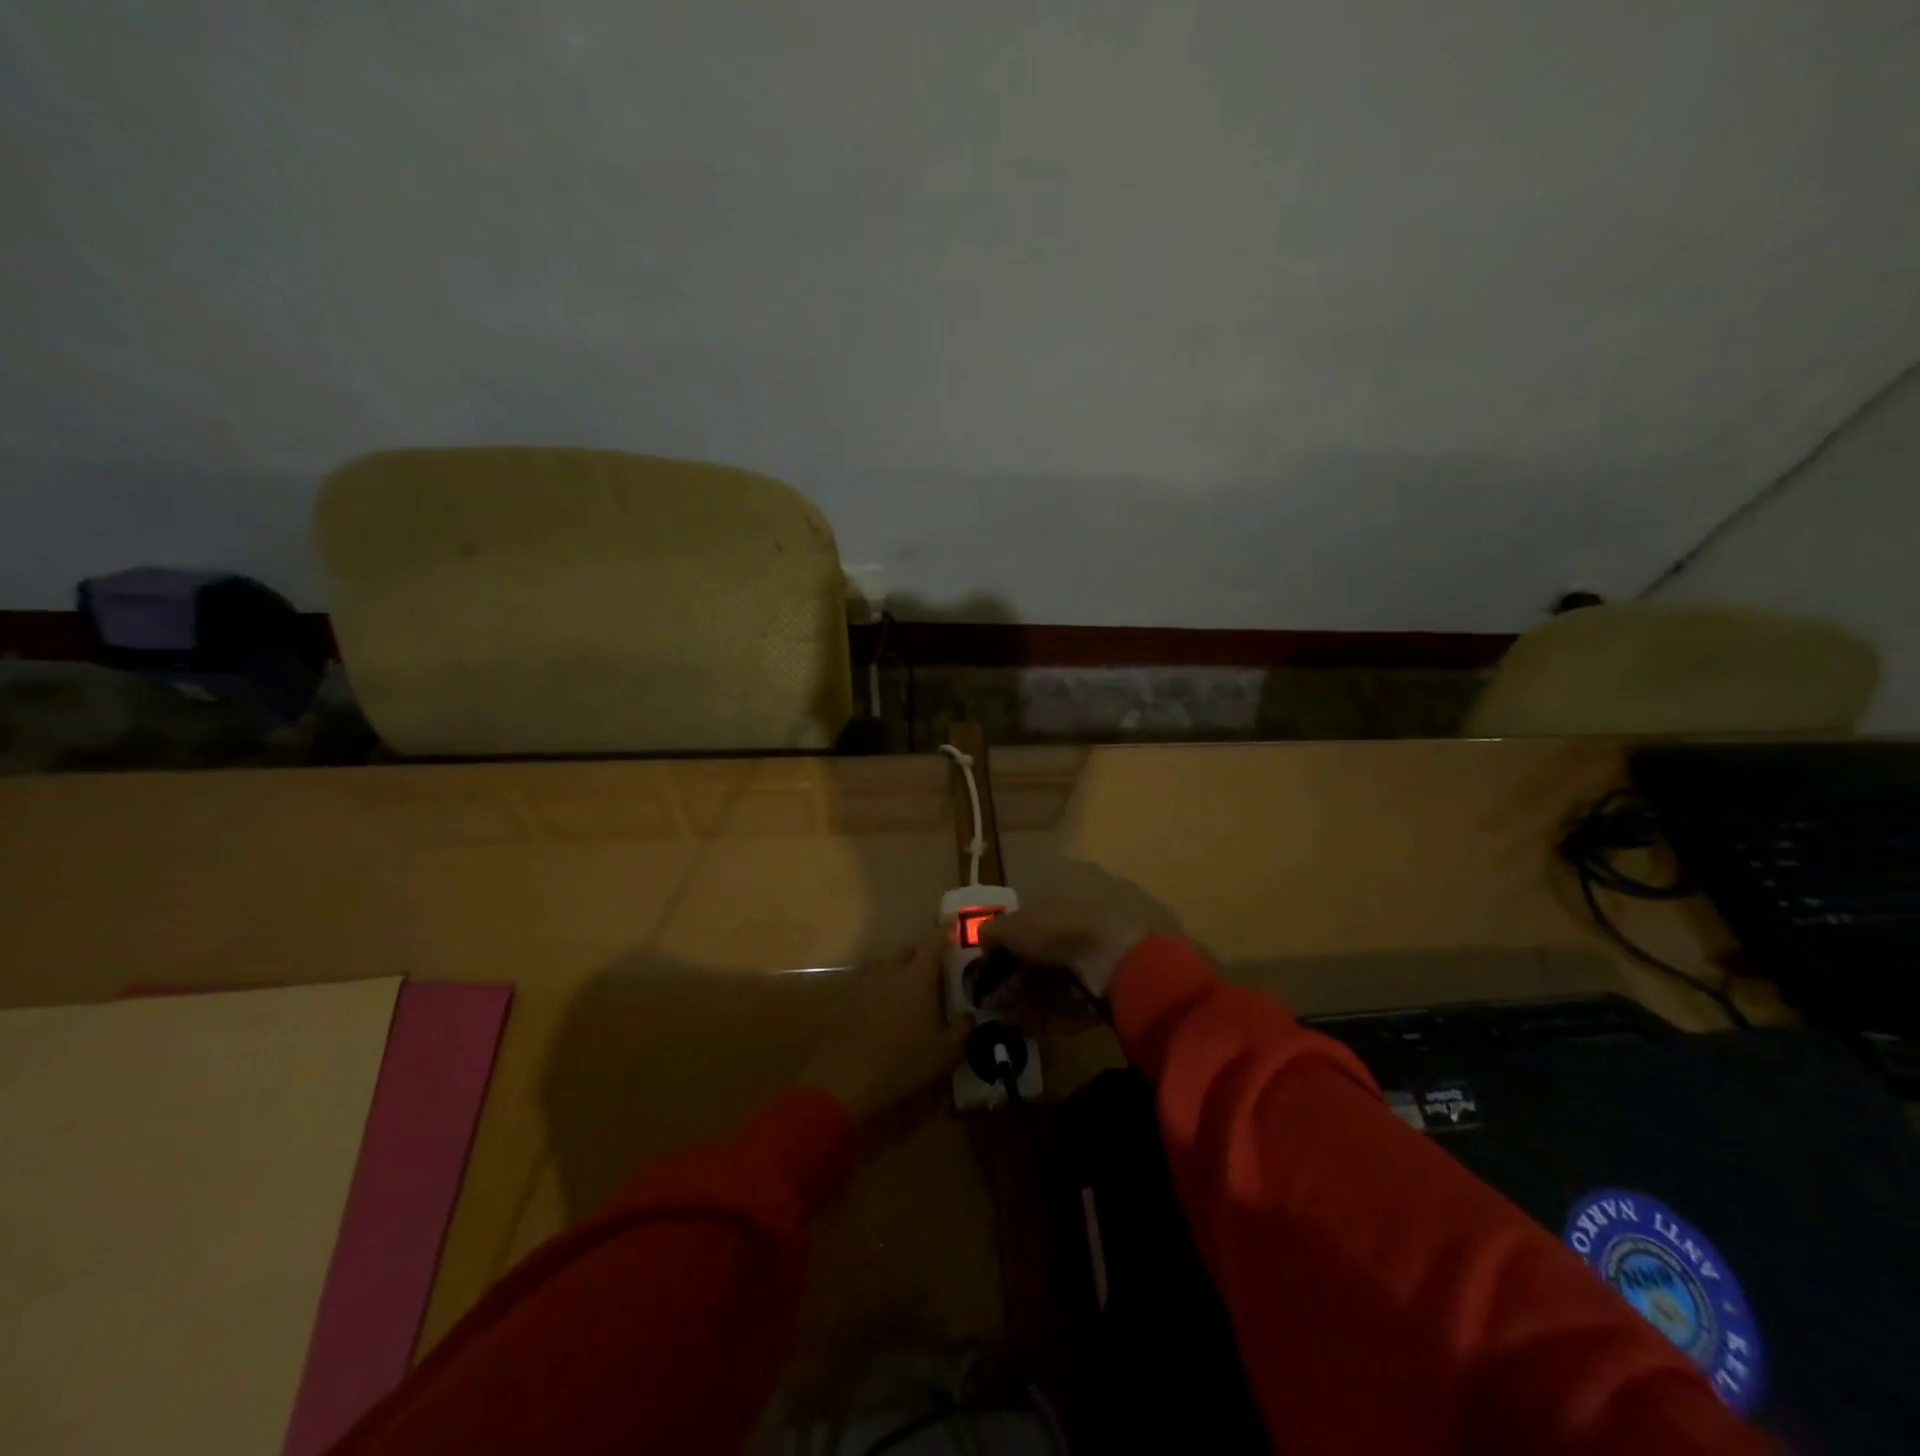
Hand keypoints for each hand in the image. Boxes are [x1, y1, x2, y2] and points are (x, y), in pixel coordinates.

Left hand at [798, 936, 969, 1121]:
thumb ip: (962, 1029)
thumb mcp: (945, 1053)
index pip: (935, 942)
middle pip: (908, 951)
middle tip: (933, 971)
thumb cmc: (903, 1062)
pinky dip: (879, 991)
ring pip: (886, 967)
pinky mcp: (846, 1000)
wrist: (845, 1080)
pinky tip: (882, 1011)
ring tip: (908, 993)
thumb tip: (968, 1015)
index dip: (946, 931)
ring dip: (898, 973)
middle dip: (921, 955)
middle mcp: (890, 971)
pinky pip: (868, 986)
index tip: (954, 923)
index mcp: (918, 976)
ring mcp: (864, 983)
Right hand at [979, 905, 1149, 1002]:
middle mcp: (1074, 936)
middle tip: (993, 999)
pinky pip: (1067, 1009)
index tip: (988, 971)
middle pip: (1038, 962)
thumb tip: (981, 942)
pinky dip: (1046, 1017)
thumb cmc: (1059, 932)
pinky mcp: (1100, 998)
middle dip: (1014, 981)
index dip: (1005, 950)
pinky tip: (1027, 1026)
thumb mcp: (1015, 926)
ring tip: (1006, 1017)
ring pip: (1051, 987)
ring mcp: (1090, 968)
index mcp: (1058, 911)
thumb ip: (993, 932)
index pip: (1027, 929)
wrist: (1114, 960)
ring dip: (1026, 1002)